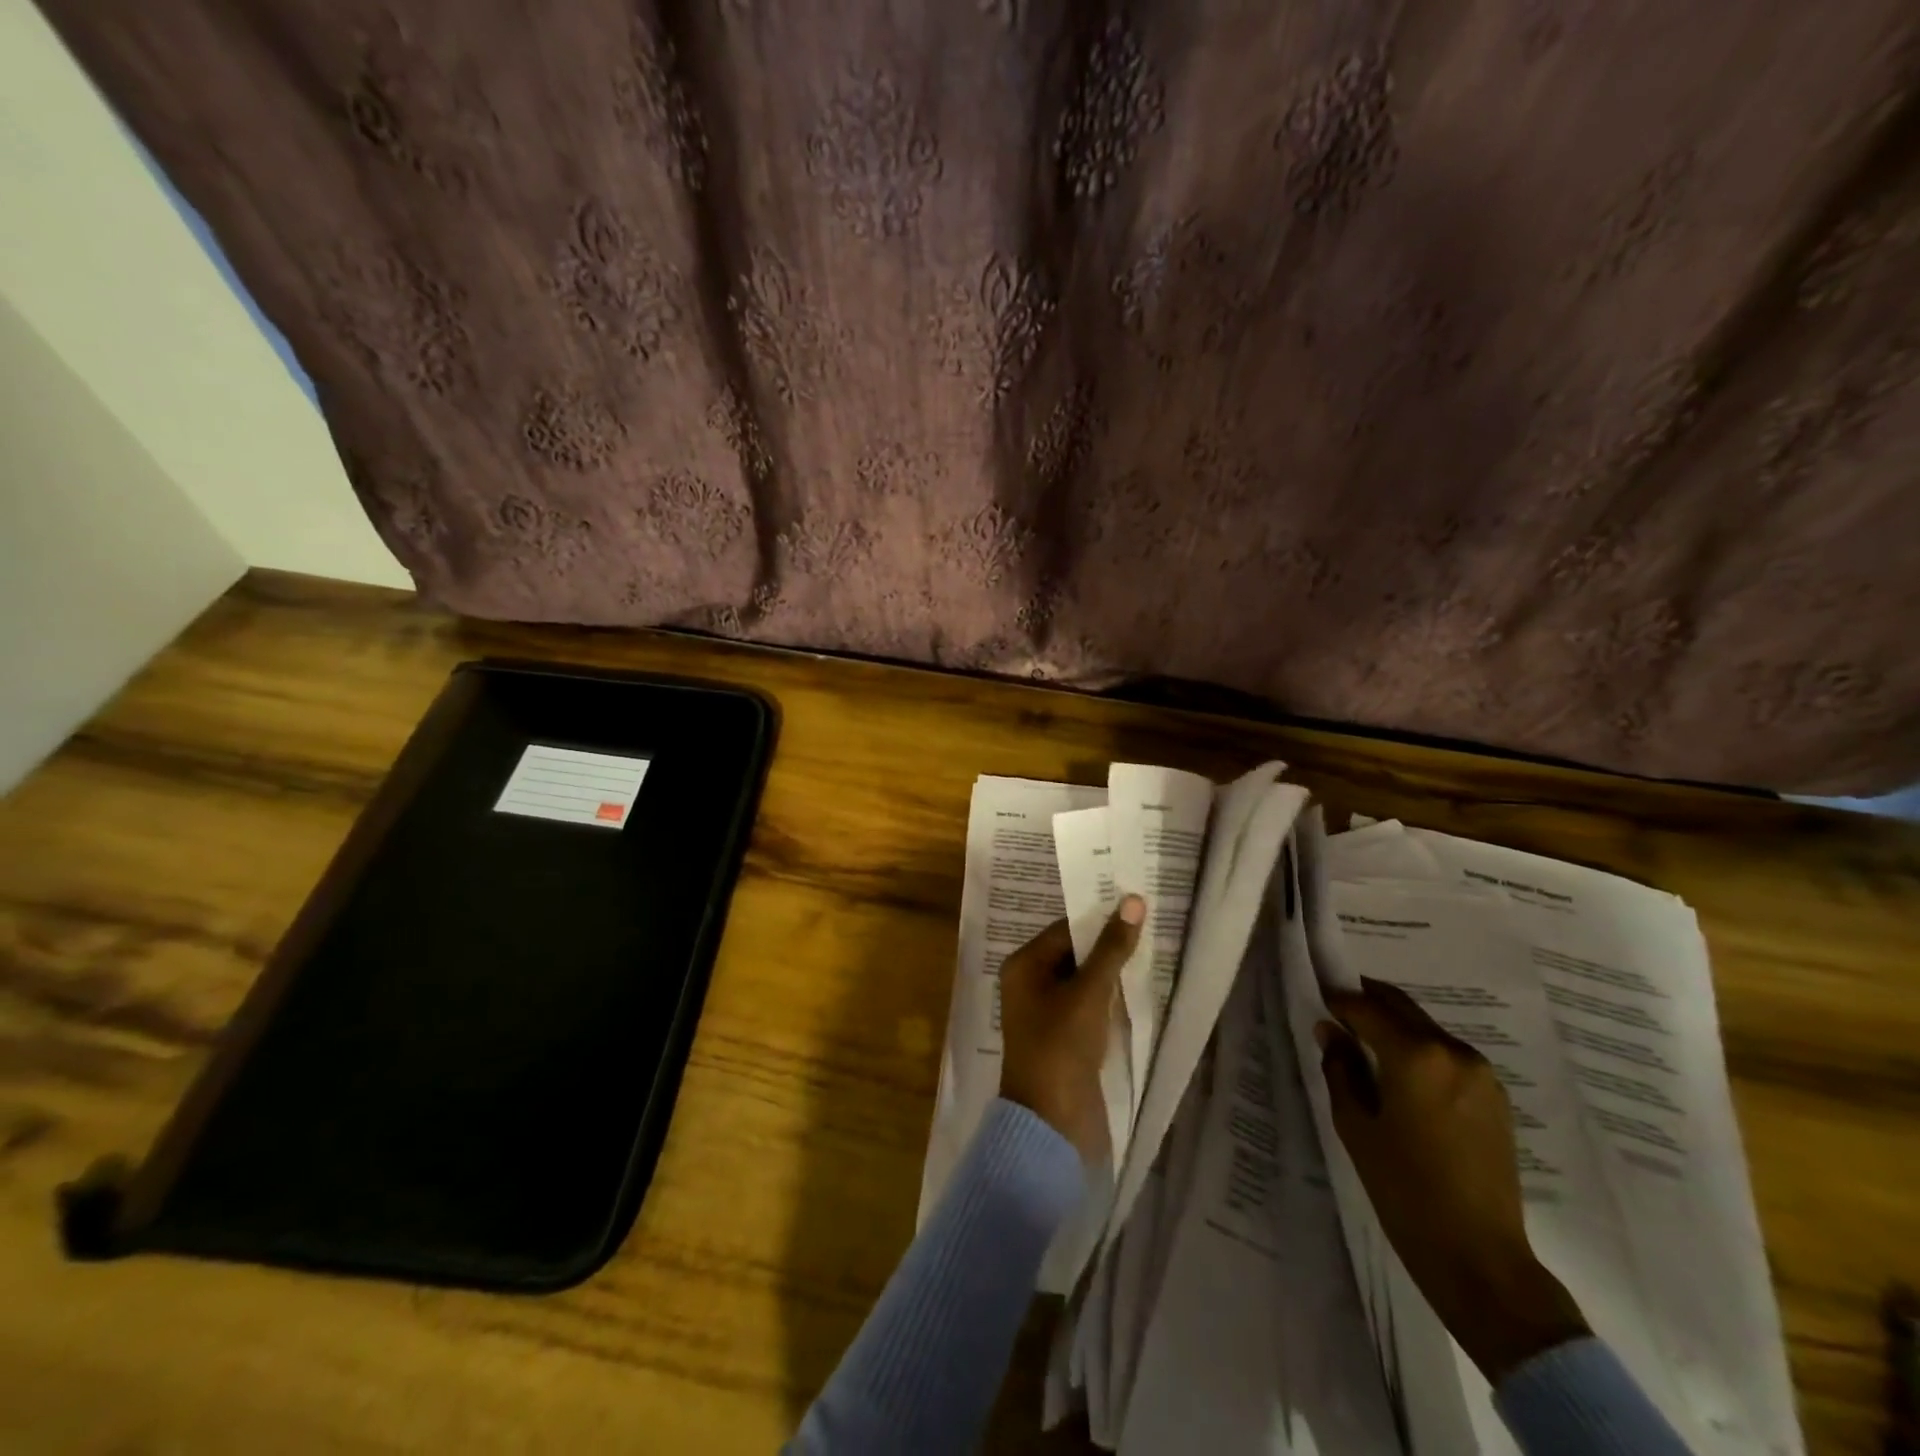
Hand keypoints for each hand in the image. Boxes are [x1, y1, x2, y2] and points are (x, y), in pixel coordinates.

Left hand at [998, 897, 1144, 1165]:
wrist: (1053, 1122)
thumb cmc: (1062, 1045)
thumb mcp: (1089, 991)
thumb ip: (1112, 947)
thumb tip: (1132, 900)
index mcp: (1023, 966)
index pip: (1065, 929)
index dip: (1099, 917)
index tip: (1136, 906)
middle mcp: (1030, 984)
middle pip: (1073, 953)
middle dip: (1108, 944)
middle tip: (1149, 924)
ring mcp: (1047, 1013)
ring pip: (1083, 981)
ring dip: (1111, 971)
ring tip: (1151, 951)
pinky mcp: (1064, 1038)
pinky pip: (1088, 1006)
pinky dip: (1110, 998)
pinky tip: (1138, 990)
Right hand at [1317, 978, 1589, 1382]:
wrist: (1479, 1255)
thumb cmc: (1404, 1188)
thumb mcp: (1355, 1125)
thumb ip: (1340, 1069)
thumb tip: (1331, 1032)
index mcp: (1415, 1055)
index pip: (1366, 1008)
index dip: (1337, 1001)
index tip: (1317, 1000)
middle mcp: (1452, 1051)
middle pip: (1402, 1007)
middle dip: (1368, 1002)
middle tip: (1338, 1010)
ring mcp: (1480, 1073)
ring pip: (1426, 1028)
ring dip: (1395, 1026)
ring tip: (1367, 1045)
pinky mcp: (1495, 1097)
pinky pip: (1447, 1054)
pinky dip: (1420, 1049)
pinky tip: (1402, 1074)